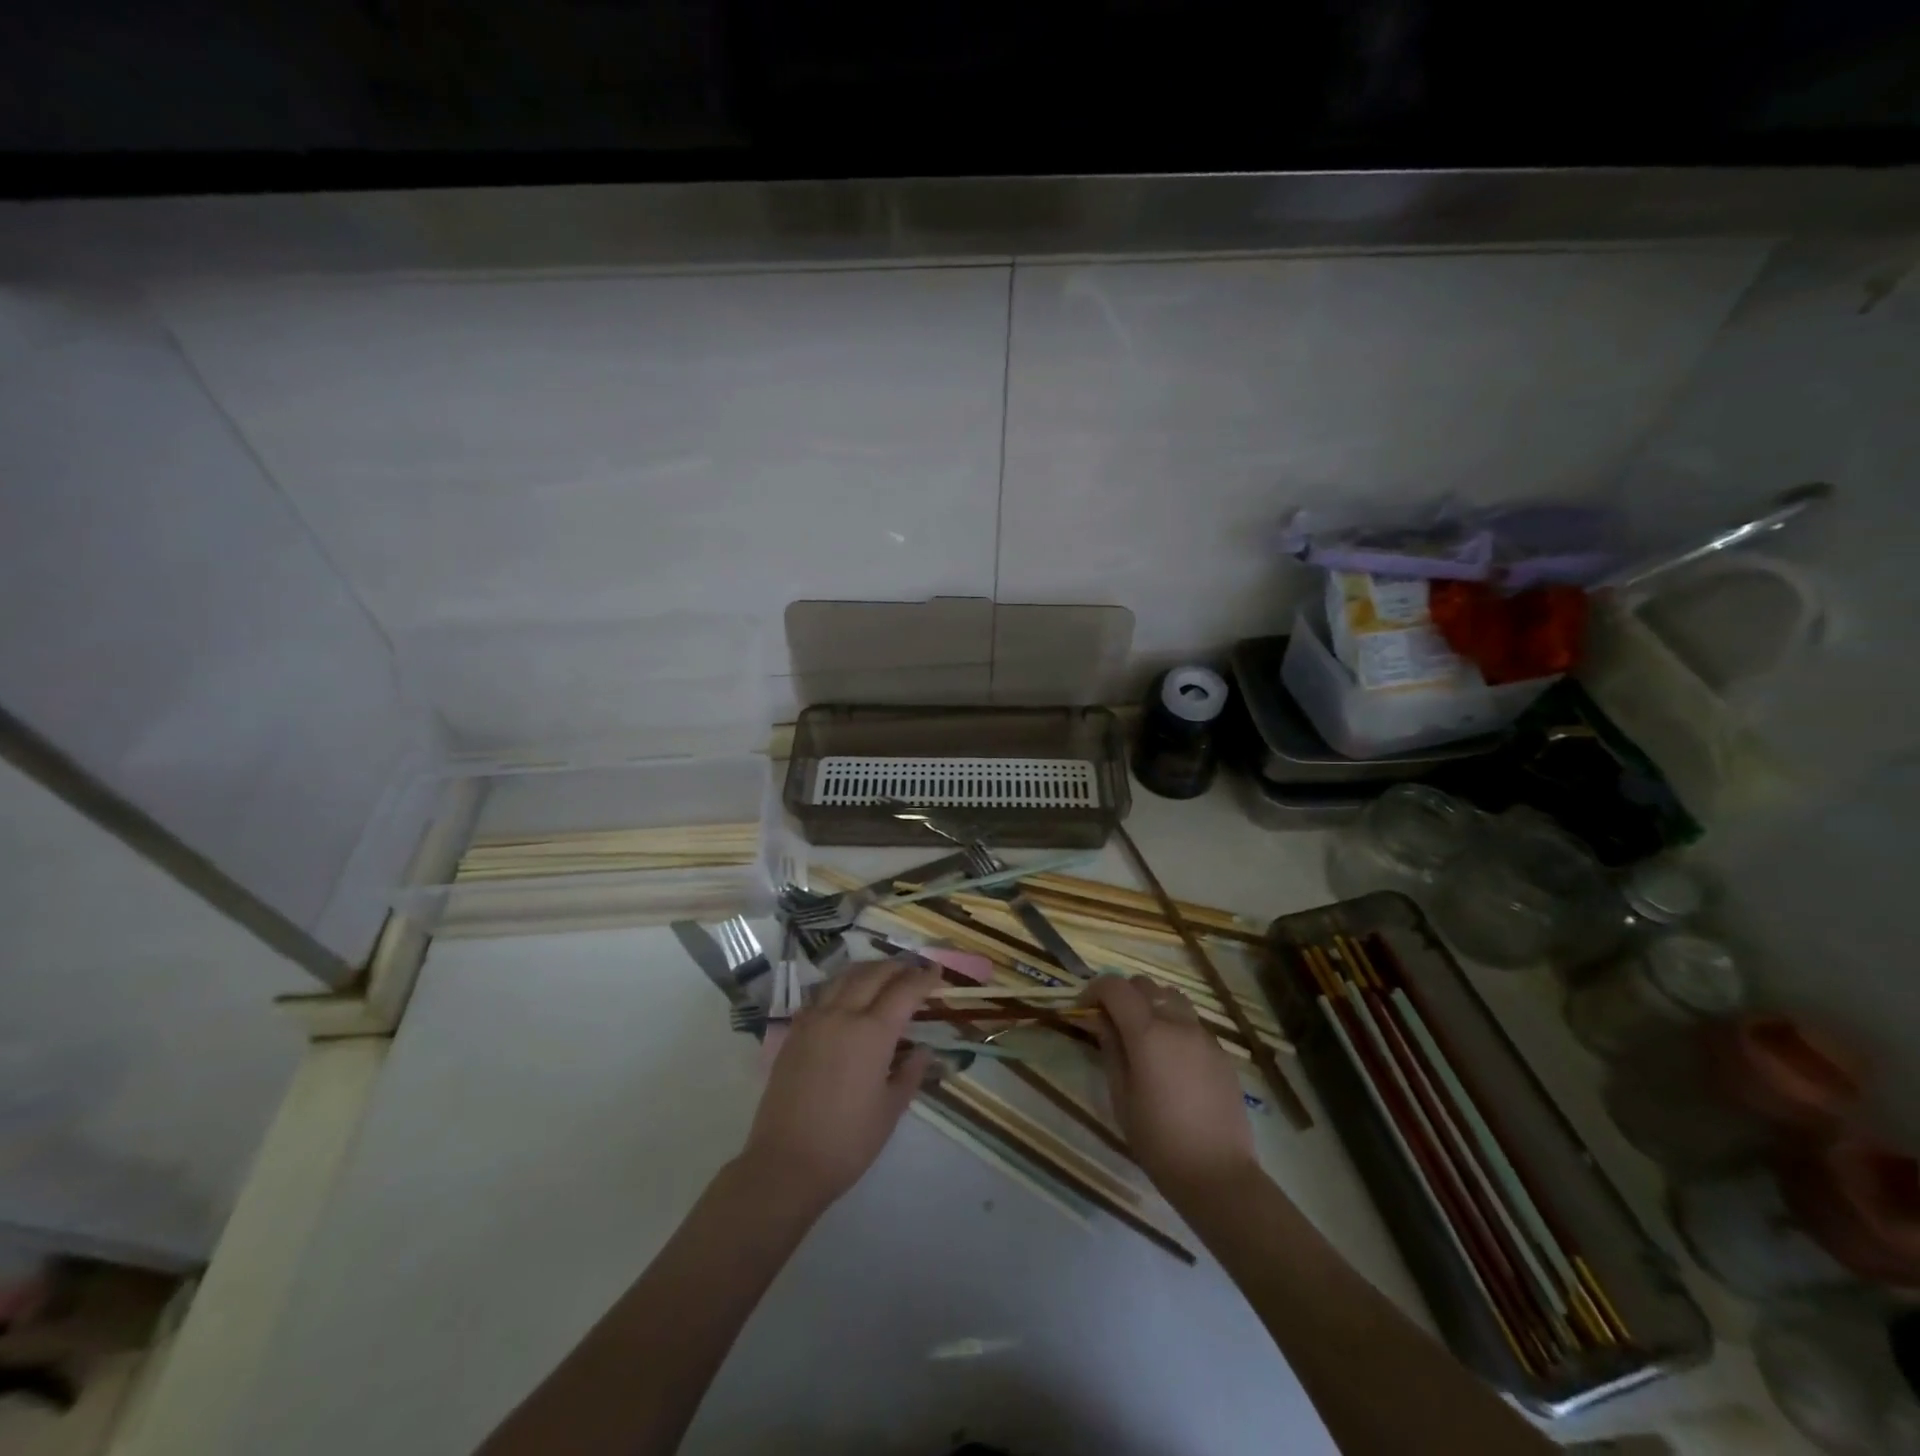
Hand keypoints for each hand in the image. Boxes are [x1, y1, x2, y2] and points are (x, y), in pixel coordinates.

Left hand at [738, 960, 938, 1214]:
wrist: (785, 1162)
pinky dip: (841, 985)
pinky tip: (847, 996)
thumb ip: (910, 1073)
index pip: (904, 991)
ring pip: (844, 977)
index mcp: (872, 1032)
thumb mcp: (890, 1110)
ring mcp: (814, 1020)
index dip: (924, 979)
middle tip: (914, 970)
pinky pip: (821, 994)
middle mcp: (842, 1015)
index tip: (937, 974)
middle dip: (897, 967)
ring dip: (868, 970)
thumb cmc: (847, 1141)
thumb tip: (922, 1050)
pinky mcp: (794, 1032)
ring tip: (883, 974)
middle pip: (873, 974)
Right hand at [1084, 975, 1259, 1202]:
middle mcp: (1177, 1023)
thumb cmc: (1159, 1140)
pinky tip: (1170, 1058)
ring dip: (1151, 1004)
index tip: (1084, 1010)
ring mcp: (1203, 1035)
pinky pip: (1191, 1022)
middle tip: (1110, 1022)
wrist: (1218, 1174)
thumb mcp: (1121, 1096)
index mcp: (1147, 1033)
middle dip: (1122, 995)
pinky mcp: (1221, 1052)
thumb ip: (1110, 1049)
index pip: (1115, 986)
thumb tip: (1100, 1020)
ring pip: (1171, 997)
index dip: (1094, 990)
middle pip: (1144, 985)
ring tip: (1142, 1035)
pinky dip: (1173, 1024)